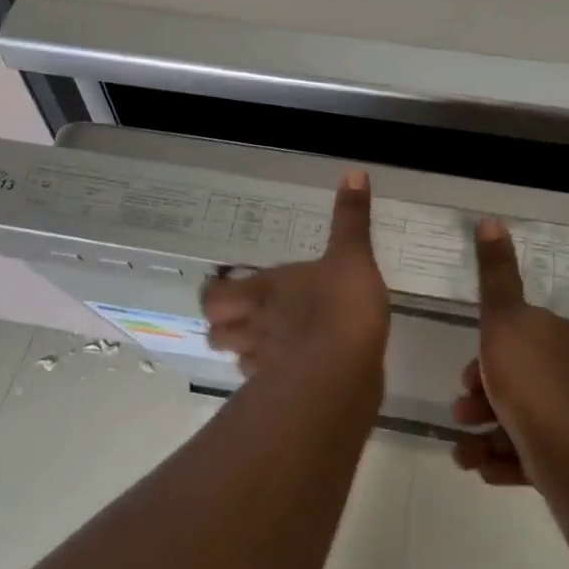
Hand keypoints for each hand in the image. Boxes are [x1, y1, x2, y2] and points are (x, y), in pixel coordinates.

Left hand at [201, 171, 388, 380]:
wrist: (345, 373)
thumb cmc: (340, 305)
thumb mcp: (352, 254)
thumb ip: (351, 218)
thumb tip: (353, 172)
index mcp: (264, 291)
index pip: (215, 298)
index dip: (214, 295)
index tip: (223, 288)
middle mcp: (256, 328)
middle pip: (217, 335)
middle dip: (225, 329)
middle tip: (243, 319)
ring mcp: (267, 366)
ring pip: (240, 362)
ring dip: (248, 354)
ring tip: (267, 346)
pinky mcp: (287, 397)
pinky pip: (268, 389)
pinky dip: (274, 382)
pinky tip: (294, 374)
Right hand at [452, 217, 568, 486]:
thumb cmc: (528, 381)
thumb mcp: (503, 317)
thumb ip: (495, 273)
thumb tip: (492, 218)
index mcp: (555, 337)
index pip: (516, 336)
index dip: (486, 353)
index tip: (466, 375)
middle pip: (515, 379)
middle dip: (481, 397)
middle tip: (461, 412)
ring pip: (519, 419)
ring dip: (484, 432)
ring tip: (463, 452)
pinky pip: (530, 454)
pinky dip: (503, 458)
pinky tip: (482, 467)